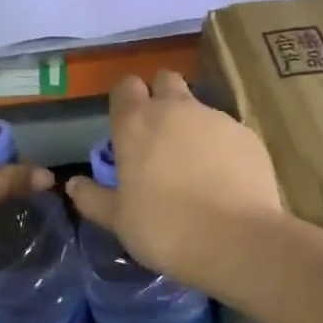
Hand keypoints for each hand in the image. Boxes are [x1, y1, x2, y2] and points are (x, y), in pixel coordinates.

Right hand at [66, 71, 284, 285]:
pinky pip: (227, 132)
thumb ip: (93, 198)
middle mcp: (176, 109)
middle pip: (165, 81)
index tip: (125, 127)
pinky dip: (221, 146)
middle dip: (160, 98)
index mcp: (137, 122)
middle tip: (158, 136)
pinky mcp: (248, 136)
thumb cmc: (165, 228)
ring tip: (195, 166)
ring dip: (191, 125)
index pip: (125, 86)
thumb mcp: (118, 220)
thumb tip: (74, 185)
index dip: (125, 101)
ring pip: (199, 108)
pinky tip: (224, 179)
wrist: (237, 241)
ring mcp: (217, 118)